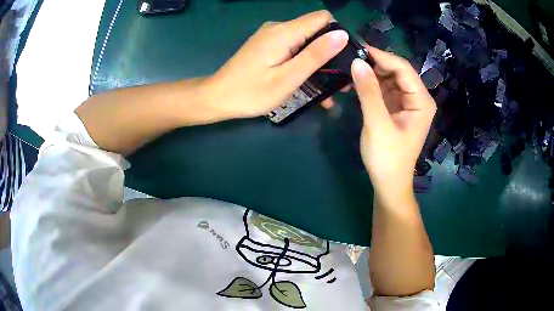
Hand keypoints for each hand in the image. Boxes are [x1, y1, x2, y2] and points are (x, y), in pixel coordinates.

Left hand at [204, 10, 348, 118]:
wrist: (217, 97)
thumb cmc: (251, 92)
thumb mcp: (288, 78)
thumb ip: (315, 55)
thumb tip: (342, 35)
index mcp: (285, 32)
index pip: (323, 18)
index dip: (338, 35)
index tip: (345, 58)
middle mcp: (279, 28)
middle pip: (316, 30)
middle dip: (331, 53)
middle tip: (341, 82)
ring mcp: (272, 36)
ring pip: (306, 41)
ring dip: (319, 62)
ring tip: (329, 91)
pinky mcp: (268, 45)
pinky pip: (293, 48)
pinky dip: (304, 63)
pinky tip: (309, 84)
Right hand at [351, 47, 435, 204]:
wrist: (388, 183)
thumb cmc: (388, 158)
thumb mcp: (377, 124)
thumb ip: (368, 92)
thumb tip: (356, 61)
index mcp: (421, 101)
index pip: (403, 68)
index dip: (381, 56)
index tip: (356, 49)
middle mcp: (416, 97)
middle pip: (396, 70)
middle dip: (374, 64)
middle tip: (348, 58)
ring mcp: (405, 102)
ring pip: (387, 78)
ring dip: (369, 73)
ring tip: (347, 69)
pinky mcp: (394, 107)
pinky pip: (382, 88)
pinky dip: (369, 84)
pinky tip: (353, 82)